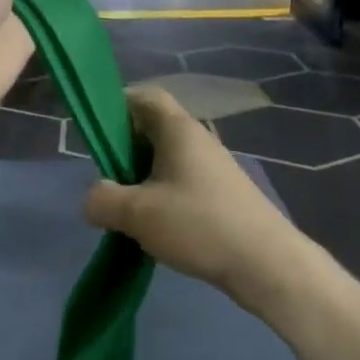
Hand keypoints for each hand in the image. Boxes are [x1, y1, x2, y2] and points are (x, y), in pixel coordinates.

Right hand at [83, 86, 303, 316]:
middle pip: (153, 129)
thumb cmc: (199, 225)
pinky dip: (162, 195)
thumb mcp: (137, 214)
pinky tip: (156, 226)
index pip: (145, 97)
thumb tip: (93, 198)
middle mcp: (198, 140)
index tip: (96, 132)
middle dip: (125, 150)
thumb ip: (102, 200)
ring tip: (127, 209)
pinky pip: (182, 182)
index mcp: (178, 130)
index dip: (117, 105)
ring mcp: (213, 168)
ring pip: (167, 160)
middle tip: (106, 178)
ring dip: (142, 178)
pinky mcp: (222, 194)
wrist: (266, 263)